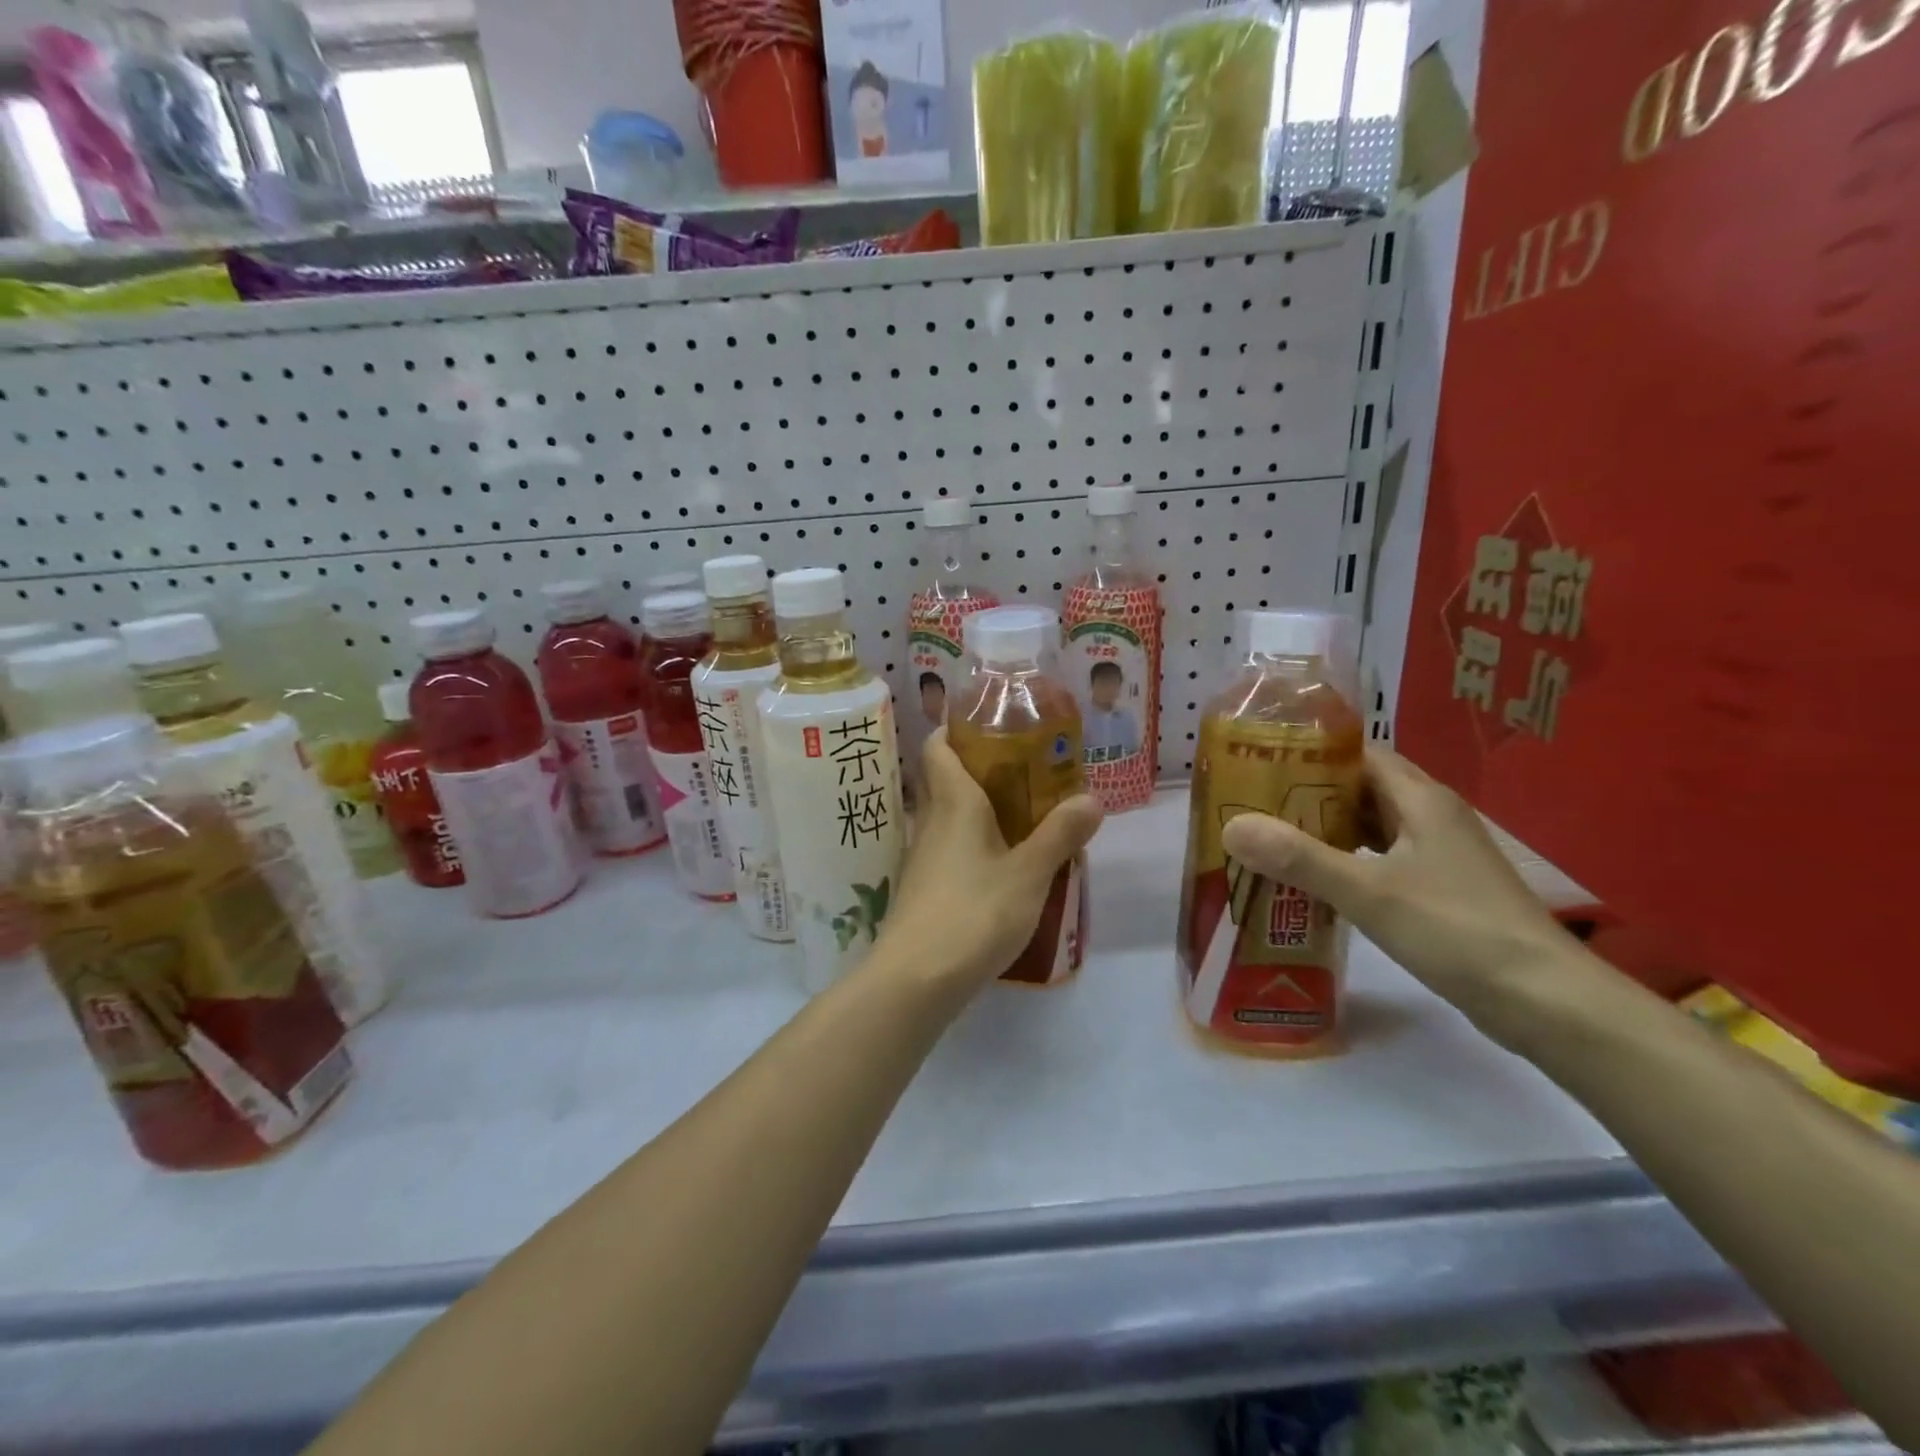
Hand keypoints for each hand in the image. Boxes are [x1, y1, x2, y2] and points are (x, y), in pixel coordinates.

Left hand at [877, 729, 1103, 989]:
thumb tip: (1091, 797)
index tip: (993, 727)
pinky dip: (974, 845)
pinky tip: (1003, 867)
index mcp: (953, 802)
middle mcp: (931, 821)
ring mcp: (922, 857)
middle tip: (1027, 773)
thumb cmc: (974, 912)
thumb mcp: (1030, 874)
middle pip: (945, 779)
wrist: (916, 979)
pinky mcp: (922, 889)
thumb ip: (1060, 834)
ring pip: (948, 817)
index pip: (938, 746)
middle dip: (981, 770)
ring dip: (980, 811)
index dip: (958, 729)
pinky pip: (949, 850)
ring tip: (1025, 818)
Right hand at [1220, 747, 1587, 1045]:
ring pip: (1371, 827)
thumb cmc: (1456, 931)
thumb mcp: (1369, 892)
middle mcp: (1432, 817)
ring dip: (1326, 829)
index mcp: (1421, 800)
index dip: (1311, 752)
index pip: (1359, 754)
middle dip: (1308, 793)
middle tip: (1254, 803)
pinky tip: (1316, 880)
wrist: (1544, 1001)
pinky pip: (1382, 859)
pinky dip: (1347, 861)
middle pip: (1361, 788)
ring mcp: (1439, 855)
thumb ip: (1299, 858)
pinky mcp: (1441, 889)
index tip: (1261, 761)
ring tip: (1272, 838)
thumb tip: (1232, 826)